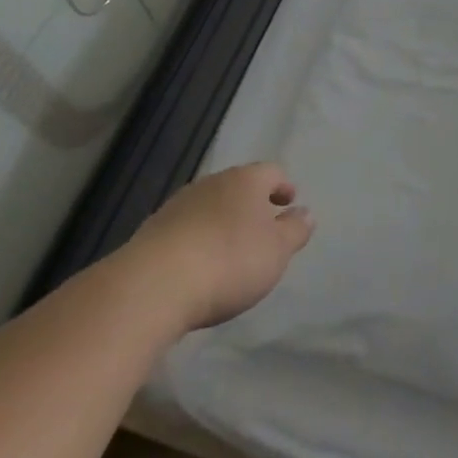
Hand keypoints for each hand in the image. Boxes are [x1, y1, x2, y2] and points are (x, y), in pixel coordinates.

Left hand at [129, 163, 313, 330]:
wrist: (154, 285)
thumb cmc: (230, 260)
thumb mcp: (277, 250)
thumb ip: (295, 230)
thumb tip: (305, 213)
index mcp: (245, 181)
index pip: (271, 172)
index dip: (283, 186)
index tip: (289, 203)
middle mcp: (211, 184)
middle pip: (238, 186)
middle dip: (252, 204)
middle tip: (263, 227)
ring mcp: (177, 206)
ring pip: (209, 206)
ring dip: (223, 221)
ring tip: (231, 249)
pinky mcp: (152, 231)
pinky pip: (185, 228)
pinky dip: (198, 239)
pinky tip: (200, 265)